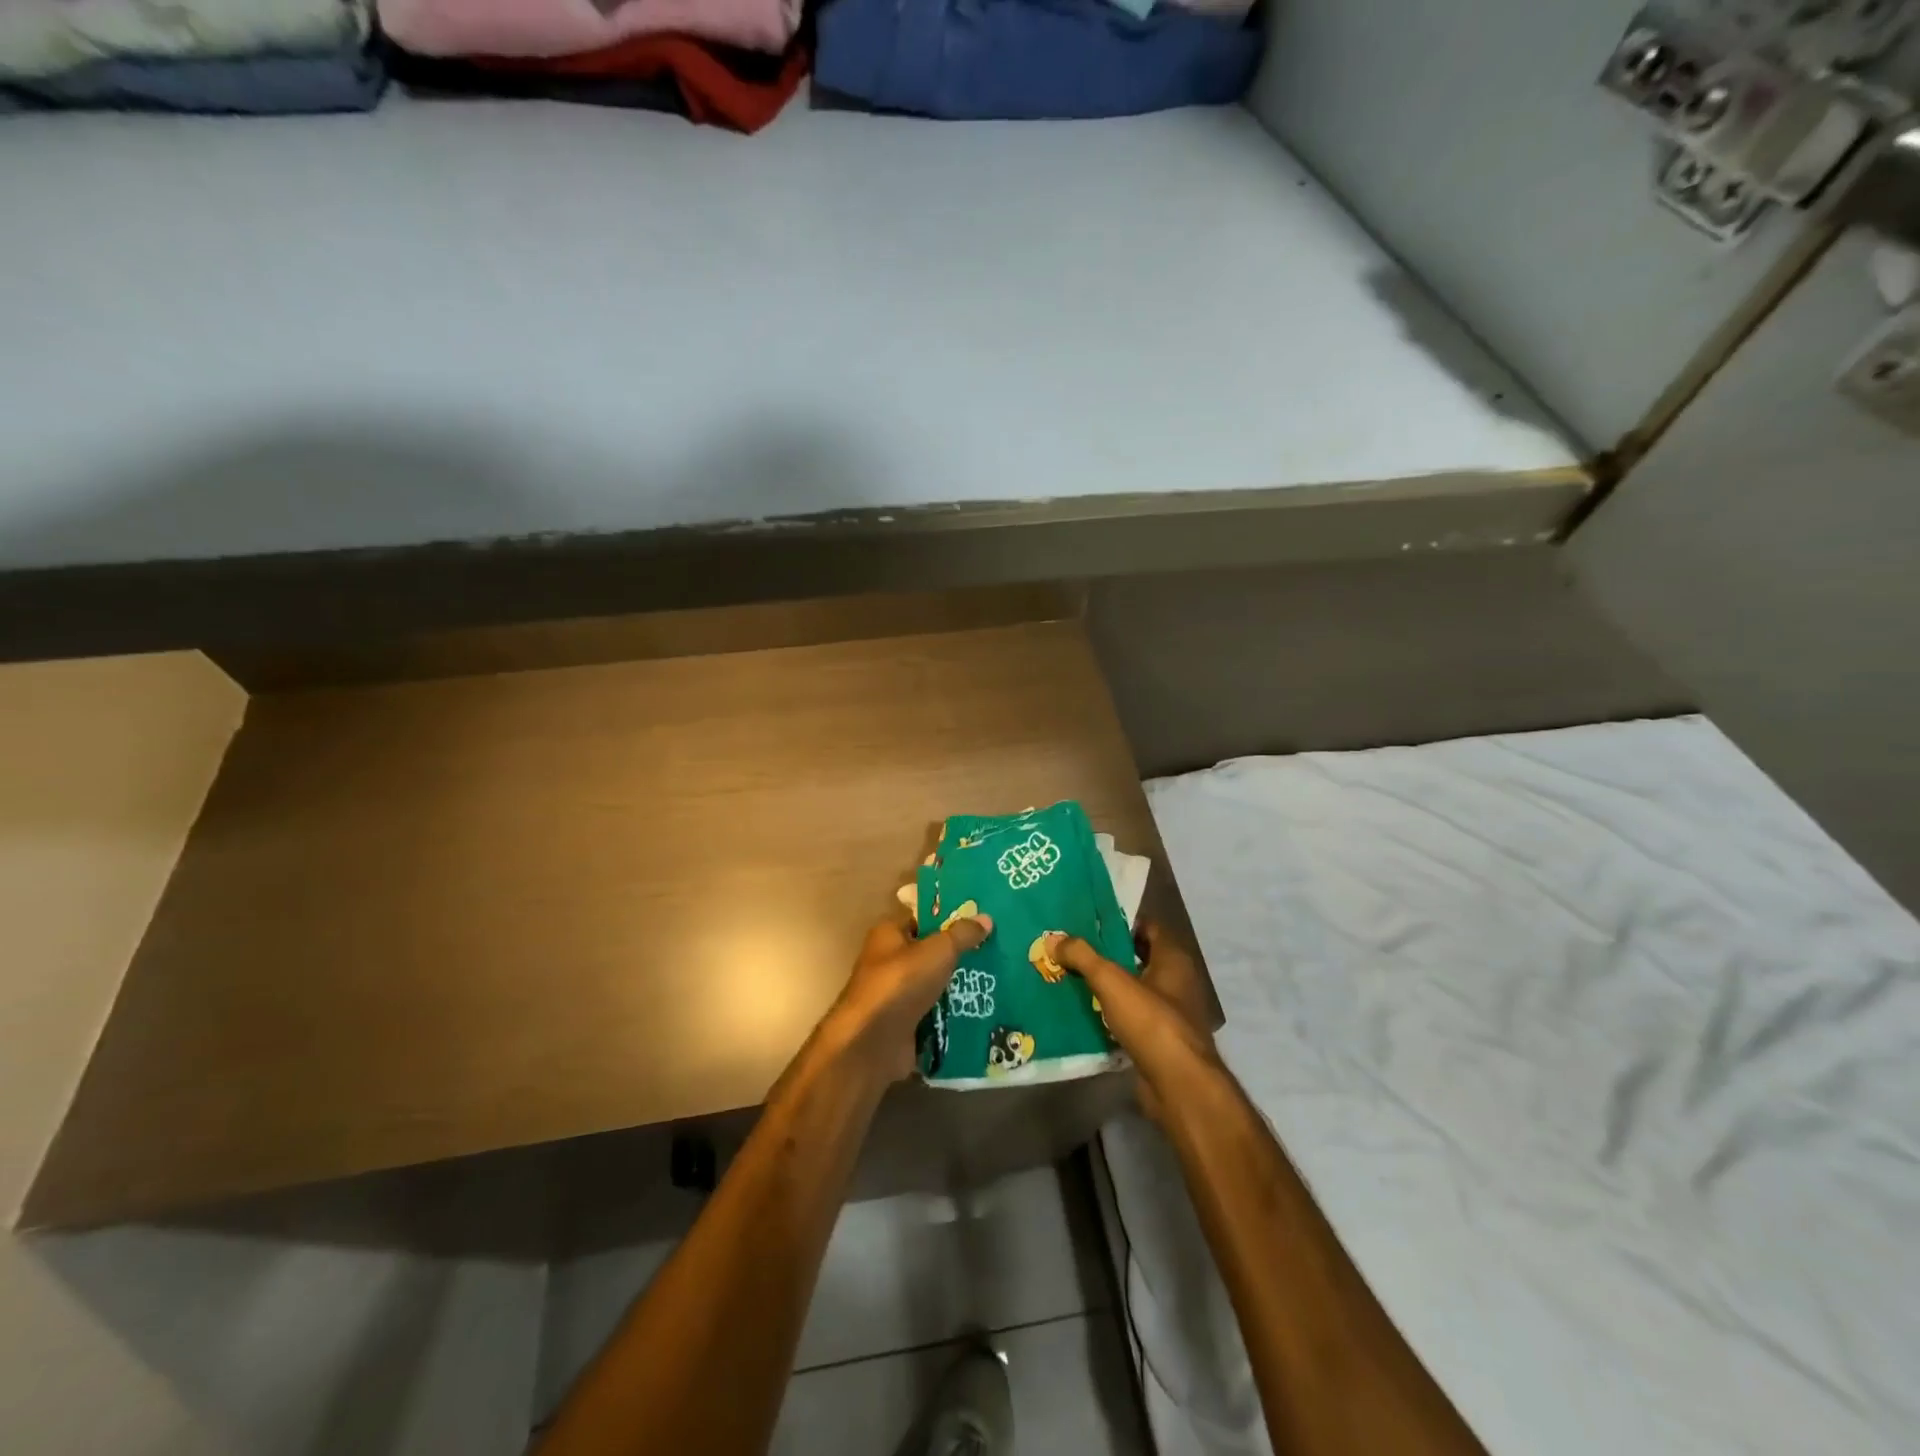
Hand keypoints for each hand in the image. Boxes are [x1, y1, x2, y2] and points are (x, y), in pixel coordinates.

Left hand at [827, 912, 993, 1082]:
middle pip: (931, 952)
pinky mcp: (906, 1024)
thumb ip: (962, 934)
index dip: (948, 916)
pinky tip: (984, 1010)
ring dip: (961, 985)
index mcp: (889, 934)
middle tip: (996, 950)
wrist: (872, 1044)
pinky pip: (936, 1013)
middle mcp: (890, 961)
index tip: (980, 919)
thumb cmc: (900, 984)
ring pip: (936, 984)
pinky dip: (955, 1013)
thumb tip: (986, 918)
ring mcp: (897, 995)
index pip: (921, 917)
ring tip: (998, 979)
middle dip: (960, 953)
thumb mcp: (937, 951)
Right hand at [1045, 923, 1220, 1123]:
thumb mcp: (1112, 982)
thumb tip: (1053, 939)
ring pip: (1132, 990)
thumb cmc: (1152, 1022)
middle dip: (1107, 954)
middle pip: (1138, 958)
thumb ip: (1083, 957)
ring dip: (1107, 986)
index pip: (1148, 927)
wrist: (1178, 1086)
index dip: (1120, 921)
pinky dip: (1110, 1014)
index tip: (1089, 921)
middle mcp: (1176, 982)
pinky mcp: (1159, 1041)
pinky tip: (1083, 1013)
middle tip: (1072, 948)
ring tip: (1070, 977)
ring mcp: (1169, 1014)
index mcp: (1173, 959)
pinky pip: (1130, 1018)